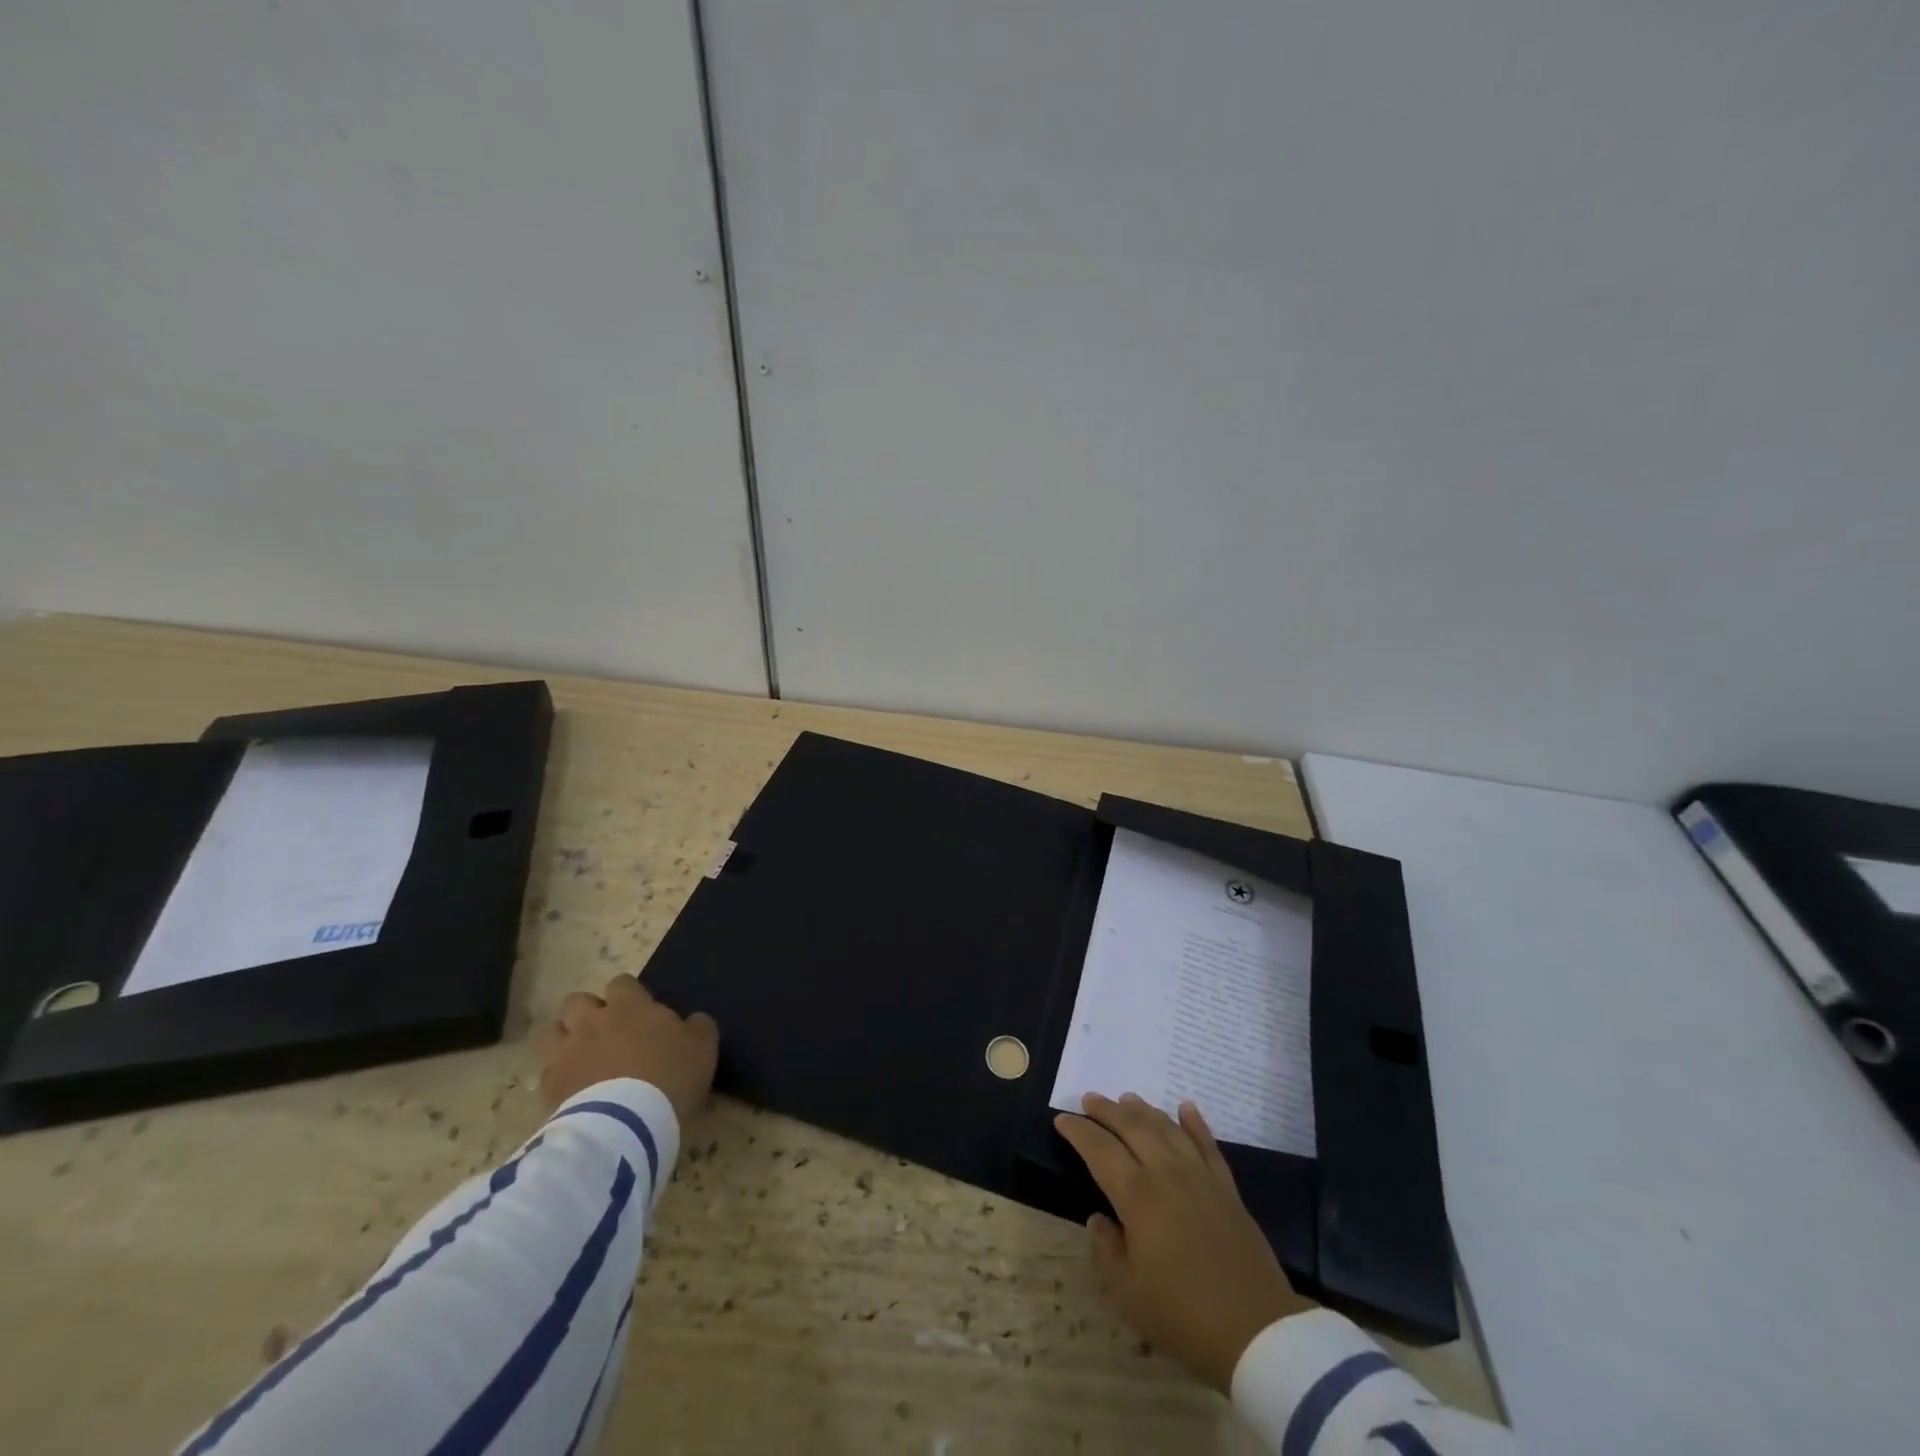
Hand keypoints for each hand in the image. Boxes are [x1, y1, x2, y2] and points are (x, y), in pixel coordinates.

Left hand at [536, 973, 719, 1125]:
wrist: (626, 1123)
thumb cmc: (670, 1075)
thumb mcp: (702, 1047)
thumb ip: (697, 1027)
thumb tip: (692, 1021)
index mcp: (629, 1005)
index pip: (621, 983)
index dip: (629, 995)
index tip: (640, 1012)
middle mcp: (592, 1021)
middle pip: (577, 1001)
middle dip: (589, 1012)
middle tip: (607, 1032)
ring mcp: (566, 1052)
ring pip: (552, 1031)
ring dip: (565, 1038)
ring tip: (581, 1056)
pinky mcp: (548, 1086)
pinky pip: (546, 1071)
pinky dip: (558, 1075)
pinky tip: (572, 1088)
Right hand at [1055, 1092, 1313, 1393]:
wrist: (1256, 1330)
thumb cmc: (1182, 1315)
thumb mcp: (1128, 1294)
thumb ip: (1106, 1249)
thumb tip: (1098, 1218)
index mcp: (1137, 1196)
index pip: (1100, 1150)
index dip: (1078, 1131)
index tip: (1061, 1119)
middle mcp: (1167, 1173)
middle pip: (1133, 1127)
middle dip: (1107, 1110)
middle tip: (1089, 1099)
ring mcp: (1200, 1176)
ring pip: (1168, 1128)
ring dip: (1145, 1110)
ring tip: (1127, 1098)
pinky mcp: (1227, 1188)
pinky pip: (1207, 1144)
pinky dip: (1195, 1123)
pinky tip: (1186, 1108)